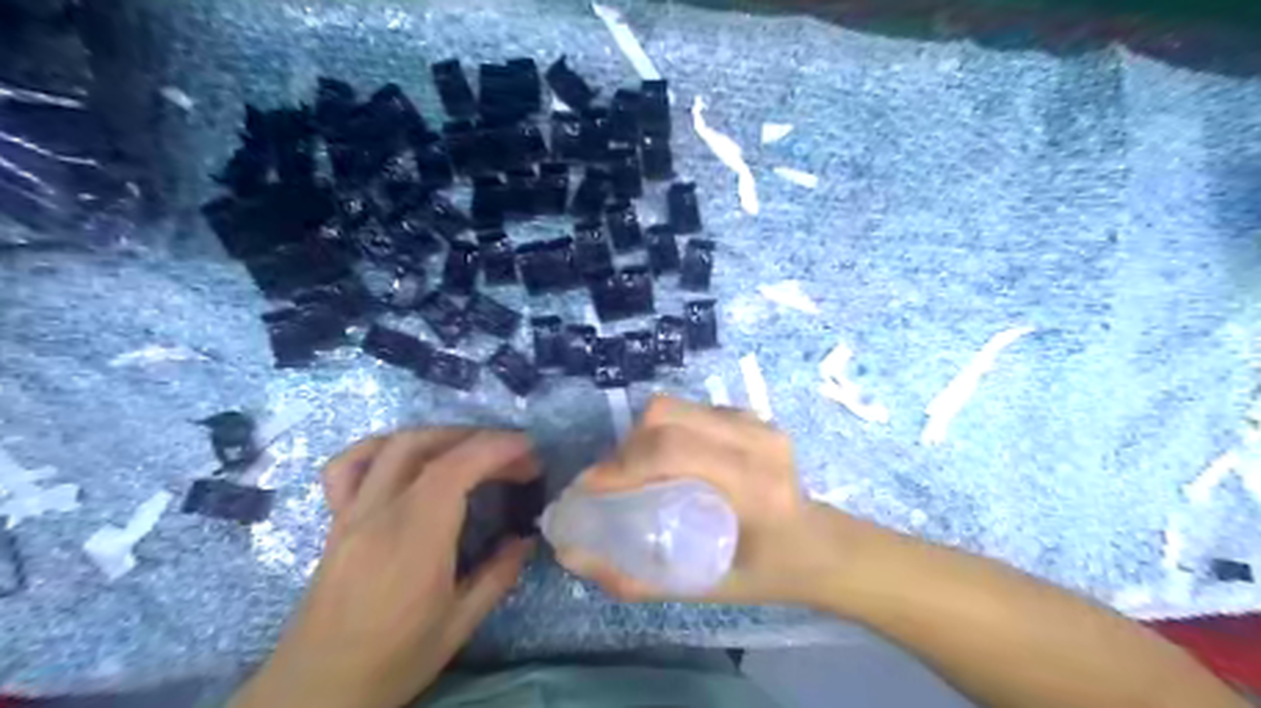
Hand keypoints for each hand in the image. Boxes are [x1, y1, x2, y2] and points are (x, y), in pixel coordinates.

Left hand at [231, 428, 539, 706]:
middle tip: (514, 458)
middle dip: (478, 439)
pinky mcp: (335, 522)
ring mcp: (350, 514)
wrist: (314, 692)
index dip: (495, 448)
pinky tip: (406, 457)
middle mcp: (378, 516)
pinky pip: (348, 466)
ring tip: (472, 450)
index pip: (454, 469)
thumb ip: (498, 576)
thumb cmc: (393, 662)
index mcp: (413, 542)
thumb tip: (525, 539)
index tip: (530, 450)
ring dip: (440, 436)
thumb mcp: (459, 626)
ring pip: (392, 447)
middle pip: (426, 448)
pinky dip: (382, 447)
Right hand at [560, 395, 862, 606]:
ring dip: (643, 436)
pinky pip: (692, 410)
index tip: (591, 488)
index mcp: (754, 486)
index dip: (621, 465)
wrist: (821, 545)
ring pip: (676, 406)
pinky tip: (666, 459)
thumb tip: (572, 555)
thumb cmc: (767, 573)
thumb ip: (636, 577)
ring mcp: (757, 422)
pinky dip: (666, 430)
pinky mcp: (753, 415)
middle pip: (668, 416)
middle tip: (611, 480)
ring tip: (634, 470)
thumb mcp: (703, 589)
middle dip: (626, 447)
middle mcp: (757, 442)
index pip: (673, 453)